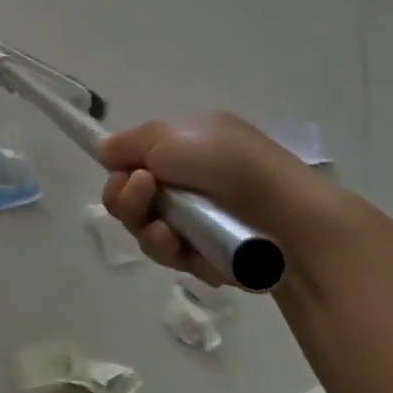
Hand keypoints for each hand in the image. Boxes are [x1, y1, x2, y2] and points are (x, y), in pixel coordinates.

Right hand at [98, 112, 342, 287]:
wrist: (288, 218)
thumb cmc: (229, 165)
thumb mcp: (170, 136)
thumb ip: (128, 143)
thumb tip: (103, 152)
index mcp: (186, 148)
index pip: (135, 161)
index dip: (121, 171)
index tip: (123, 173)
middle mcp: (188, 182)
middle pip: (131, 198)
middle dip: (127, 200)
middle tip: (144, 194)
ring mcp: (197, 221)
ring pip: (145, 229)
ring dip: (144, 227)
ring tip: (164, 230)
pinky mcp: (206, 256)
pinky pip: (170, 255)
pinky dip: (169, 251)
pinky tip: (181, 248)